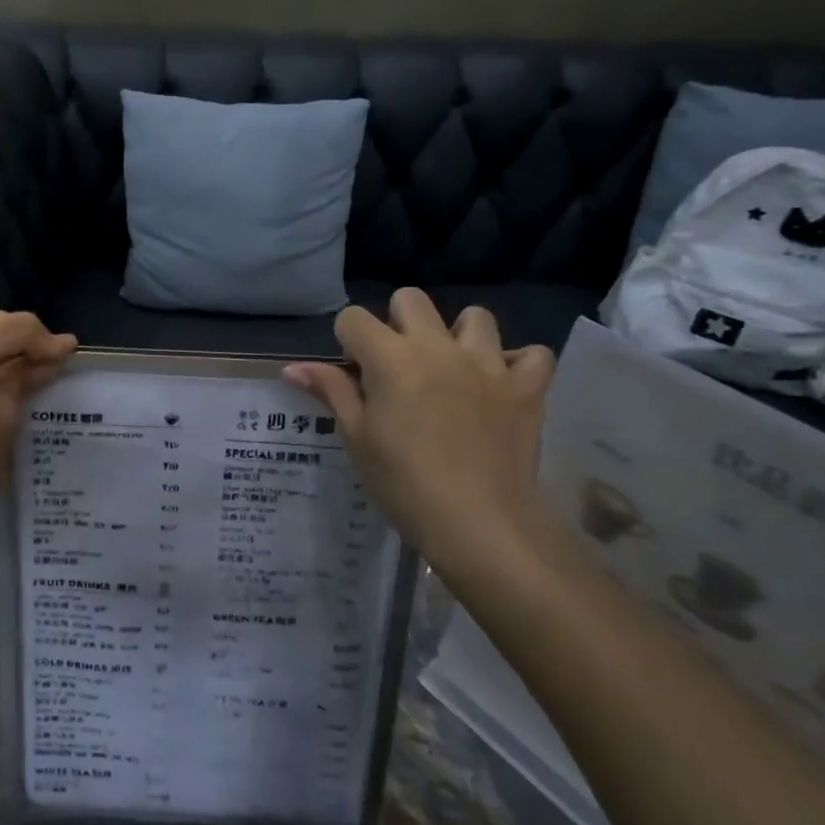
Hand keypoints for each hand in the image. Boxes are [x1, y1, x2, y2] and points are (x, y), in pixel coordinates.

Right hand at [284, 291, 560, 584]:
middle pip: (410, 299)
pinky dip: (516, 364)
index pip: (353, 318)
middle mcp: (438, 347)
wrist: (478, 524)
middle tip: (397, 368)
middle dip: (396, 323)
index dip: (347, 342)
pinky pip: (531, 354)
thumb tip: (293, 368)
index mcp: (390, 358)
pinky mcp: (526, 388)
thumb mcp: (356, 438)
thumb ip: (330, 391)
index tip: (354, 376)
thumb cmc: (403, 484)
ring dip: (457, 336)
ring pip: (474, 316)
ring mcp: (488, 364)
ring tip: (451, 370)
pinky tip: (500, 386)